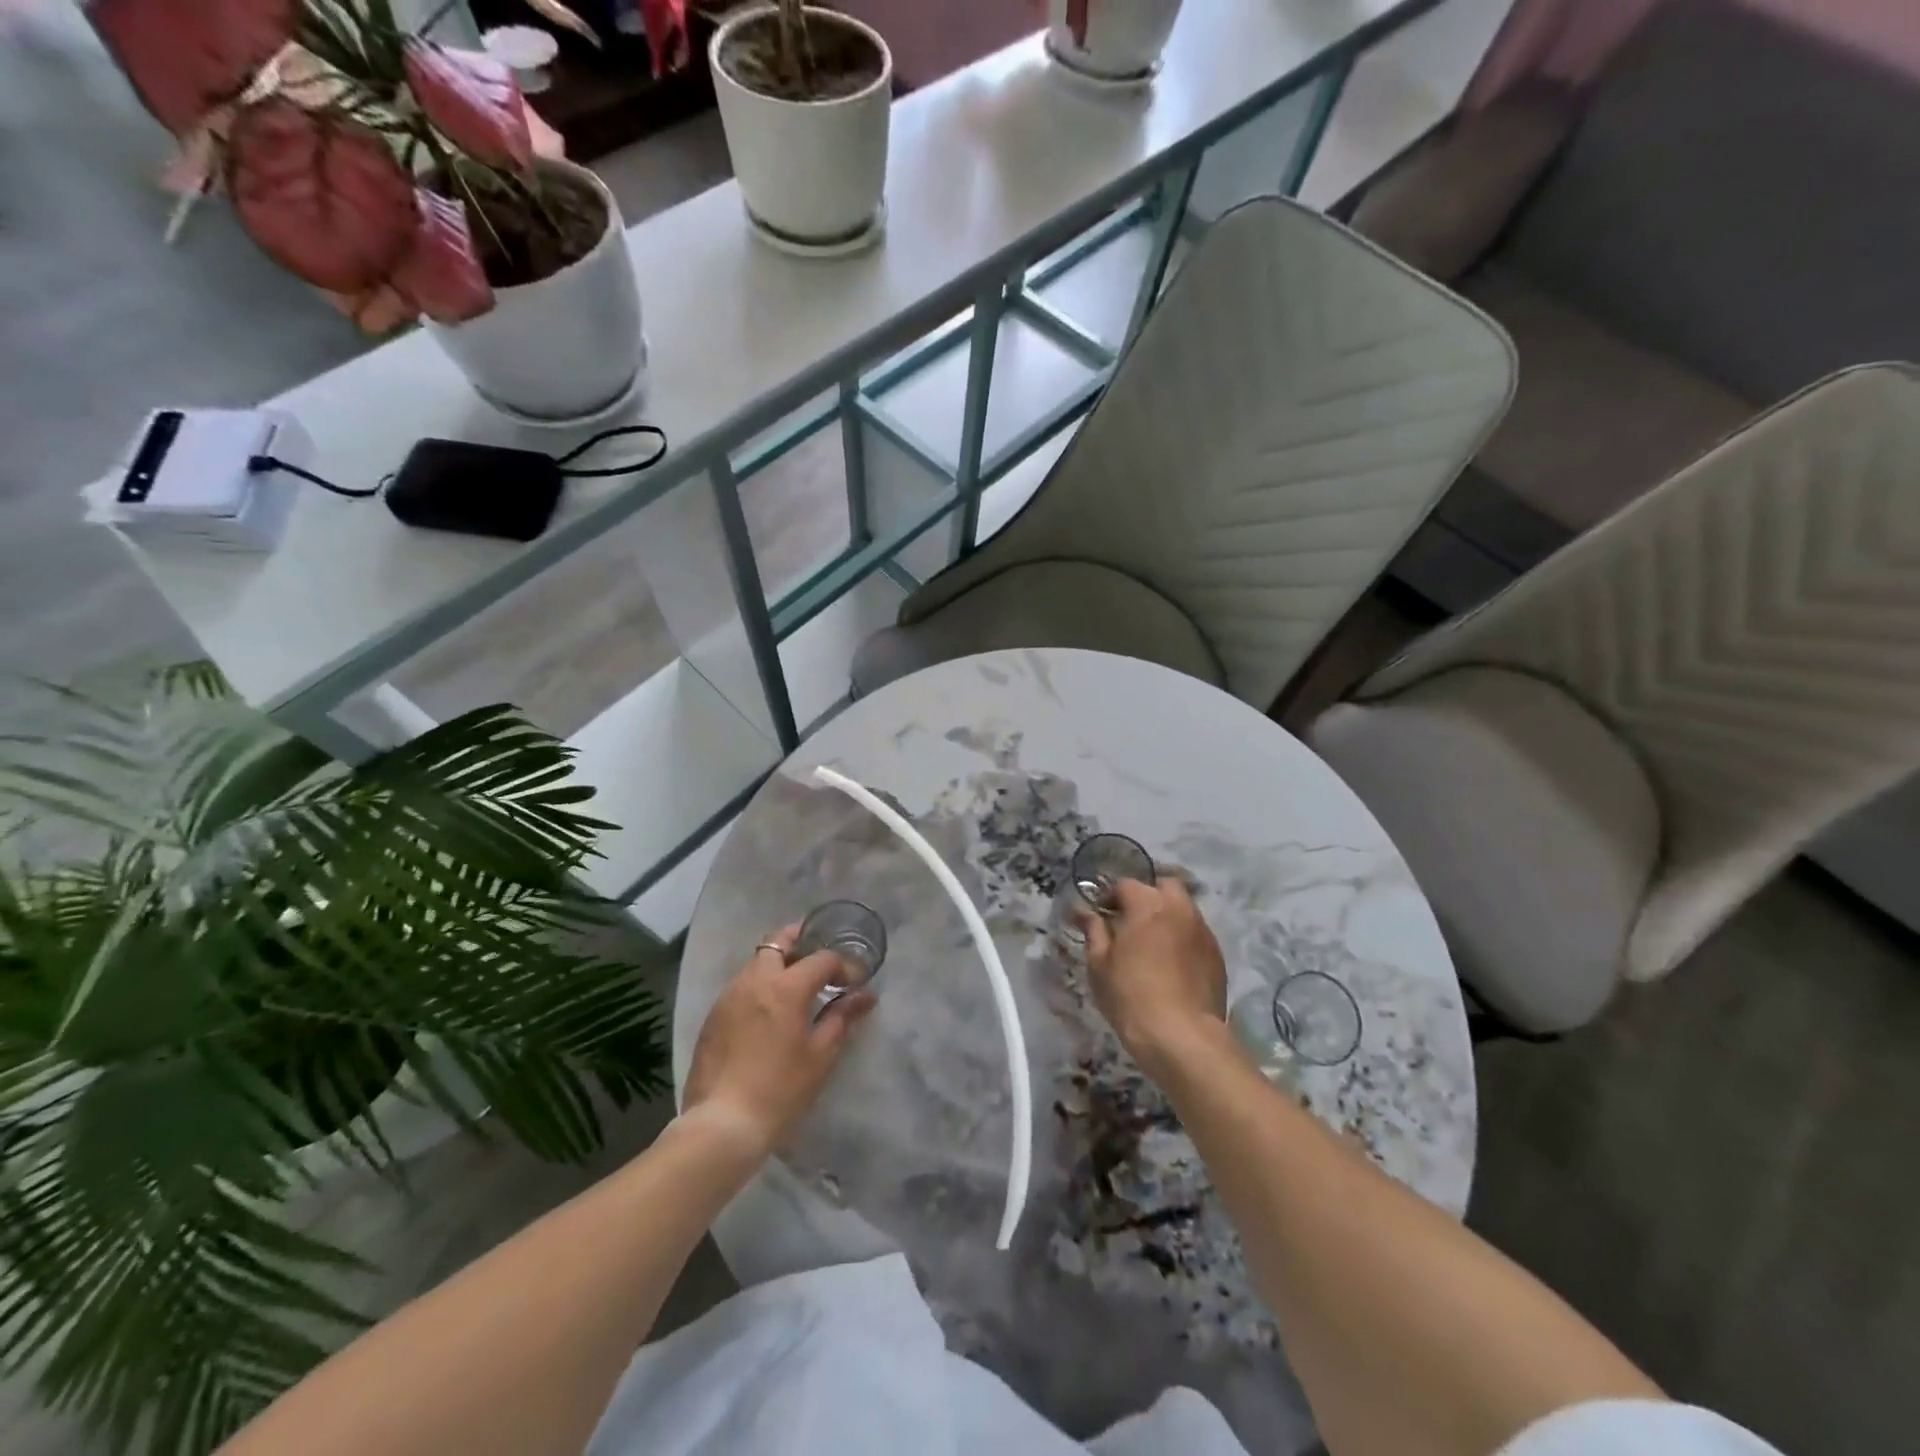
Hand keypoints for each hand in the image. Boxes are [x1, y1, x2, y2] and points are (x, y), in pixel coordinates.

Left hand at [681, 924, 876, 1156]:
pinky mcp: (713, 1016)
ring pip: (757, 962)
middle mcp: (754, 980)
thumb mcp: (820, 1055)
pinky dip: (760, 985)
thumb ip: (842, 1017)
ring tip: (798, 986)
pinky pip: (741, 985)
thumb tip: (865, 995)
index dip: (843, 965)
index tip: (855, 981)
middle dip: (801, 940)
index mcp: (785, 986)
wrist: (722, 1125)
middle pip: (778, 941)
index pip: (821, 958)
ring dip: (779, 962)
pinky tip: (770, 1011)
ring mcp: (729, 996)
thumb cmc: (780, 1090)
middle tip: (820, 958)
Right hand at [1081, 877, 1227, 1078]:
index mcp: (1148, 904)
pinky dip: (1182, 937)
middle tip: (1130, 921)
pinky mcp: (1217, 955)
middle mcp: (1180, 909)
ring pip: (1183, 909)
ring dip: (1166, 915)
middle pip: (1164, 886)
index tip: (1099, 916)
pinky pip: (1195, 933)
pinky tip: (1171, 963)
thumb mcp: (1099, 963)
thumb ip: (1093, 930)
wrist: (1182, 1037)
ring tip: (1151, 944)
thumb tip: (1082, 911)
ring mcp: (1203, 931)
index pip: (1125, 885)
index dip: (1109, 897)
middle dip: (1146, 896)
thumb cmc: (1131, 996)